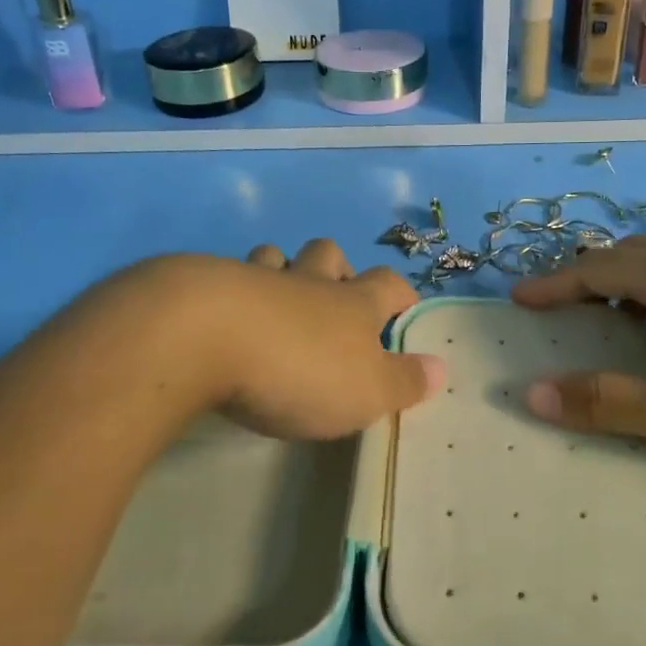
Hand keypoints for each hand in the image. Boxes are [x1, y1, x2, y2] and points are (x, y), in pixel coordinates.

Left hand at [210, 238, 442, 438]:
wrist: (204, 338)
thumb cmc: (301, 369)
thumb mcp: (367, 391)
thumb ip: (405, 381)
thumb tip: (441, 368)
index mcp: (352, 303)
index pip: (388, 285)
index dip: (400, 294)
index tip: (403, 308)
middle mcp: (308, 282)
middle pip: (329, 254)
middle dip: (338, 269)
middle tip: (335, 297)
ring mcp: (255, 279)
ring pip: (275, 257)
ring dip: (281, 270)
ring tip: (277, 298)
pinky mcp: (207, 288)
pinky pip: (227, 277)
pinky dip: (233, 290)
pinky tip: (224, 315)